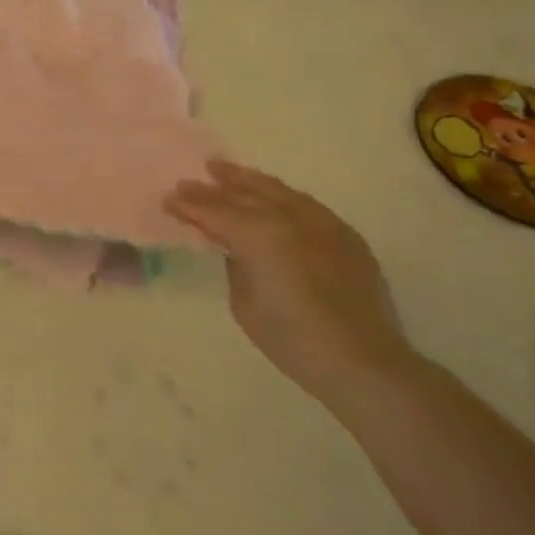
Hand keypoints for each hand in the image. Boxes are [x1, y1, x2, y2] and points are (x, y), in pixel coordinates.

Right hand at [165, 160, 414, 408]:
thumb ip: (236, 266)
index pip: (215, 211)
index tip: (169, 199)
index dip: (189, 205)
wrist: (365, 363)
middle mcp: (290, 218)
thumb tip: (237, 248)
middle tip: (189, 181)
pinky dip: (280, 196)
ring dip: (247, 180)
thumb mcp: (245, 305)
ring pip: (277, 190)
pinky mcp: (345, 234)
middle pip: (244, 193)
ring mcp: (322, 222)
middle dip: (214, 187)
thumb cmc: (294, 341)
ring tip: (225, 171)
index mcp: (261, 235)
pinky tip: (272, 196)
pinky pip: (305, 204)